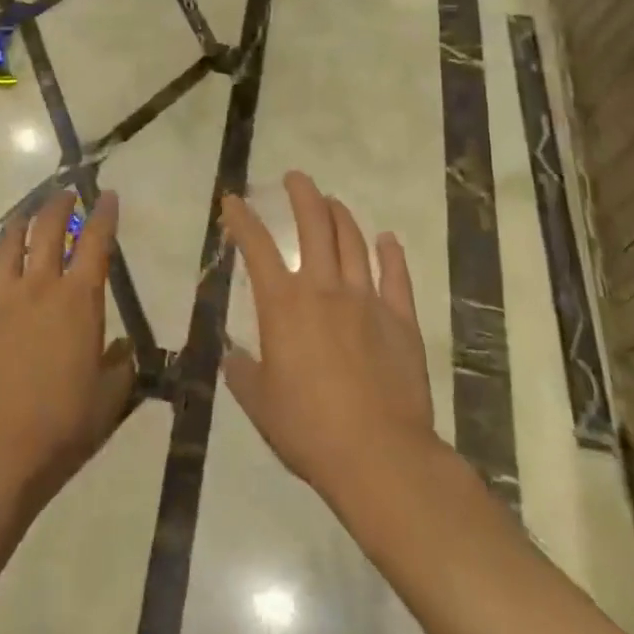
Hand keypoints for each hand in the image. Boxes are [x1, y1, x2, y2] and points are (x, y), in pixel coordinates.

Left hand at [0, 189, 135, 517]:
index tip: (108, 196)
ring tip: (27, 219)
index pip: (96, 241)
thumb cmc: (61, 426)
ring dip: (21, 224)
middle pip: (48, 228)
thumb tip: (124, 348)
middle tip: (65, 194)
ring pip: (9, 244)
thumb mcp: (108, 400)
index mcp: (79, 299)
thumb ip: (121, 367)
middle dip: (59, 204)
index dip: (104, 214)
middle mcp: (38, 285)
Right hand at [222, 171, 436, 512]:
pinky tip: (387, 239)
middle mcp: (323, 288)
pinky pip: (396, 275)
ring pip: (353, 241)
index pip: (256, 247)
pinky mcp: (400, 318)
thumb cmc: (308, 429)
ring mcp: (366, 299)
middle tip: (296, 178)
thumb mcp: (260, 404)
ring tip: (332, 202)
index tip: (233, 201)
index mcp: (283, 304)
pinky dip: (390, 253)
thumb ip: (242, 372)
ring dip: (340, 215)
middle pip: (314, 225)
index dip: (242, 219)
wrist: (378, 455)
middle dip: (302, 195)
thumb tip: (232, 356)